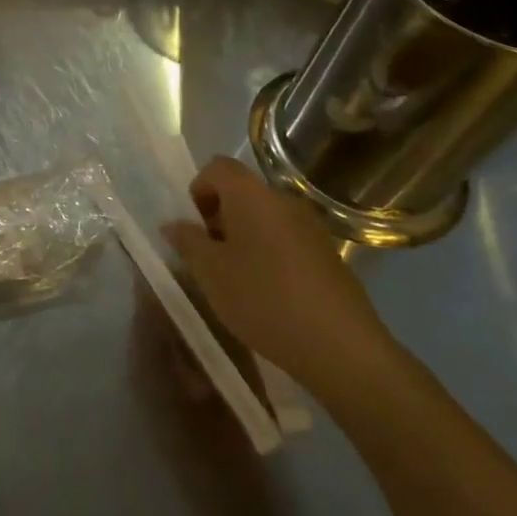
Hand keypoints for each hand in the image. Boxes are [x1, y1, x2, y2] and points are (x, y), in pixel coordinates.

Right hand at [163, 157, 397, 402]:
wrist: (342, 348)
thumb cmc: (263, 299)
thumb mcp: (210, 272)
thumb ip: (188, 242)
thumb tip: (174, 224)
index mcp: (251, 195)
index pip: (217, 167)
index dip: (198, 190)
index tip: (195, 228)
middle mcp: (283, 201)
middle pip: (242, 193)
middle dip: (219, 218)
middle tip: (210, 258)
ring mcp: (311, 228)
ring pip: (265, 219)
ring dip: (244, 239)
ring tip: (237, 280)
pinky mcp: (329, 256)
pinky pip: (287, 241)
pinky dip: (270, 255)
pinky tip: (269, 295)